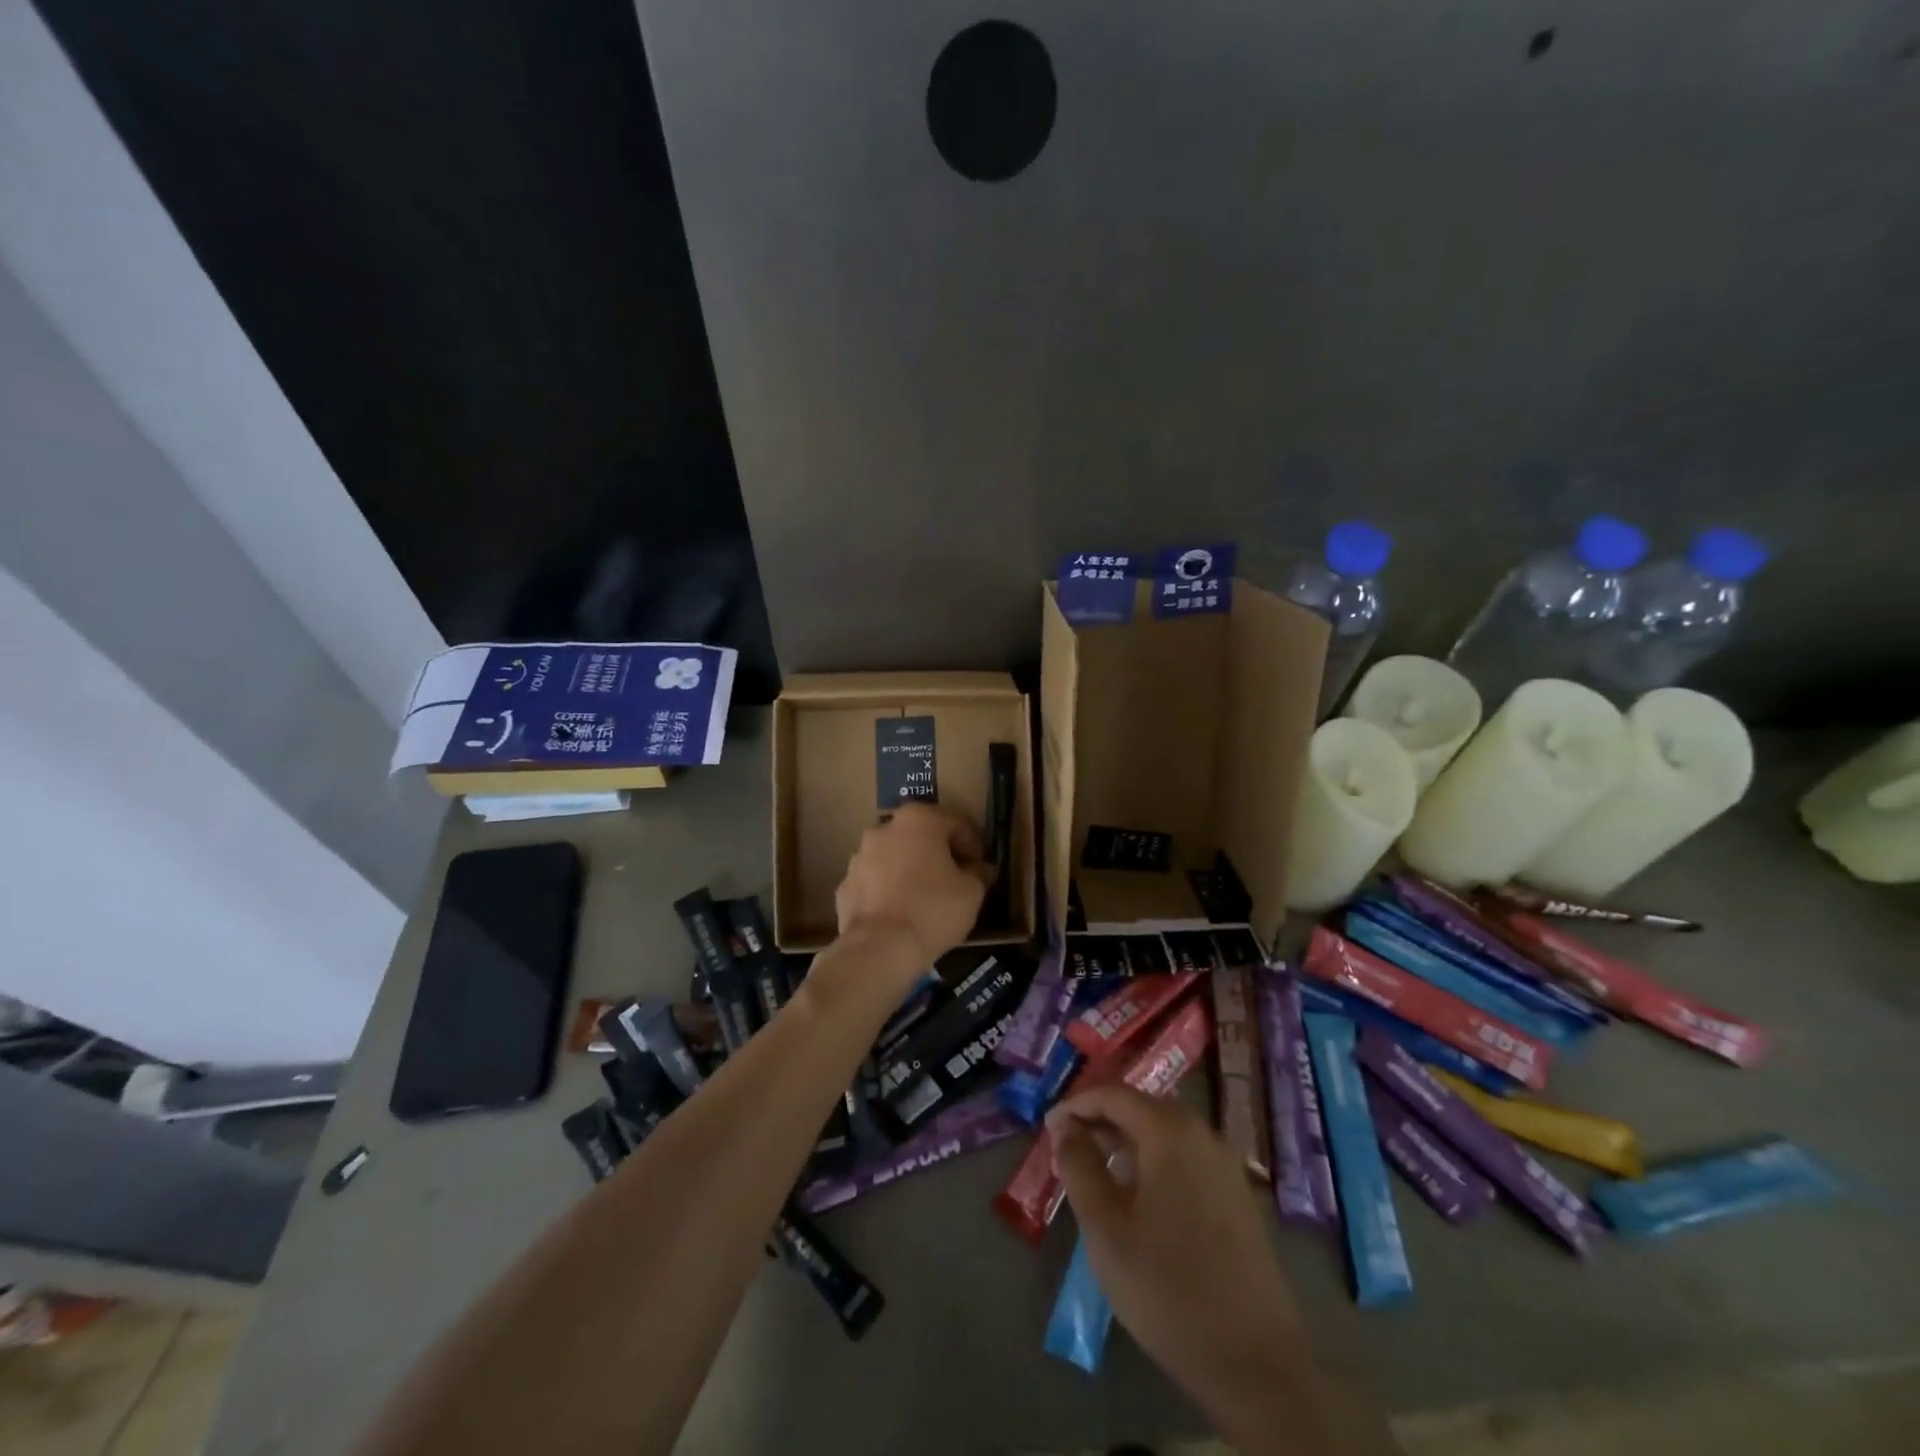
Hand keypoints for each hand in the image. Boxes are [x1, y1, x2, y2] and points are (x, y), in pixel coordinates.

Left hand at [834, 803, 990, 977]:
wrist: (880, 948)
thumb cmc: (933, 909)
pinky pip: (874, 883)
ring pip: (893, 858)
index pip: (956, 824)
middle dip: (938, 854)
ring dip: (909, 871)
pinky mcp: (845, 886)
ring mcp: (859, 857)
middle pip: (920, 837)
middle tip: (954, 879)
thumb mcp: (972, 891)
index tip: (980, 867)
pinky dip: (887, 892)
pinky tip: (900, 914)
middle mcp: (884, 829)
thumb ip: (977, 872)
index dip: (973, 846)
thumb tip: (975, 869)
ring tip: (925, 899)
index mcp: (918, 820)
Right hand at [1048, 1086, 1332, 1451]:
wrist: (1254, 1363)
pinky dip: (1153, 1161)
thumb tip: (1063, 1127)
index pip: (1113, 1095)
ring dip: (1126, 1142)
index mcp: (1169, 1131)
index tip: (1048, 1128)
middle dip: (1101, 1121)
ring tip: (1095, 1170)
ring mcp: (1225, 1164)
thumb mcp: (1106, 1227)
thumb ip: (1079, 1167)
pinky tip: (1137, 1195)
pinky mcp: (1237, 1195)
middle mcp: (1202, 1133)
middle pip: (1141, 1108)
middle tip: (1067, 1147)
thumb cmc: (1167, 1288)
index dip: (1076, 1106)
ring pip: (1164, 1133)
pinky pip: (1185, 1157)